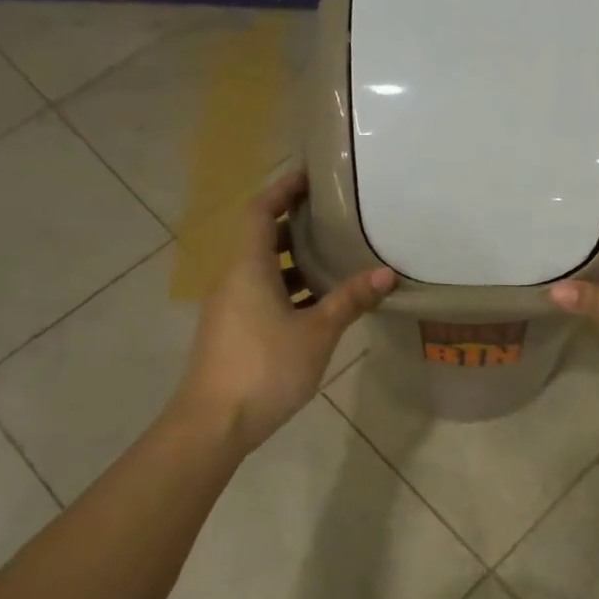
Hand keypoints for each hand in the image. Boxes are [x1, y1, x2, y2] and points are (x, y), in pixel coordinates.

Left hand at [176, 171, 394, 452]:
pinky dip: (290, 289)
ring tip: (336, 256)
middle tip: (335, 216)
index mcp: (248, 267)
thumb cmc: (265, 368)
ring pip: (264, 270)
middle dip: (296, 224)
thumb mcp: (316, 333)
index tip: (311, 175)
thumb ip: (349, 301)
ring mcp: (231, 307)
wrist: (213, 423)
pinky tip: (321, 303)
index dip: (283, 189)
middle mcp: (234, 279)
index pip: (261, 212)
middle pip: (263, 238)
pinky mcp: (234, 331)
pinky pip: (263, 295)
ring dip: (296, 261)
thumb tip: (385, 274)